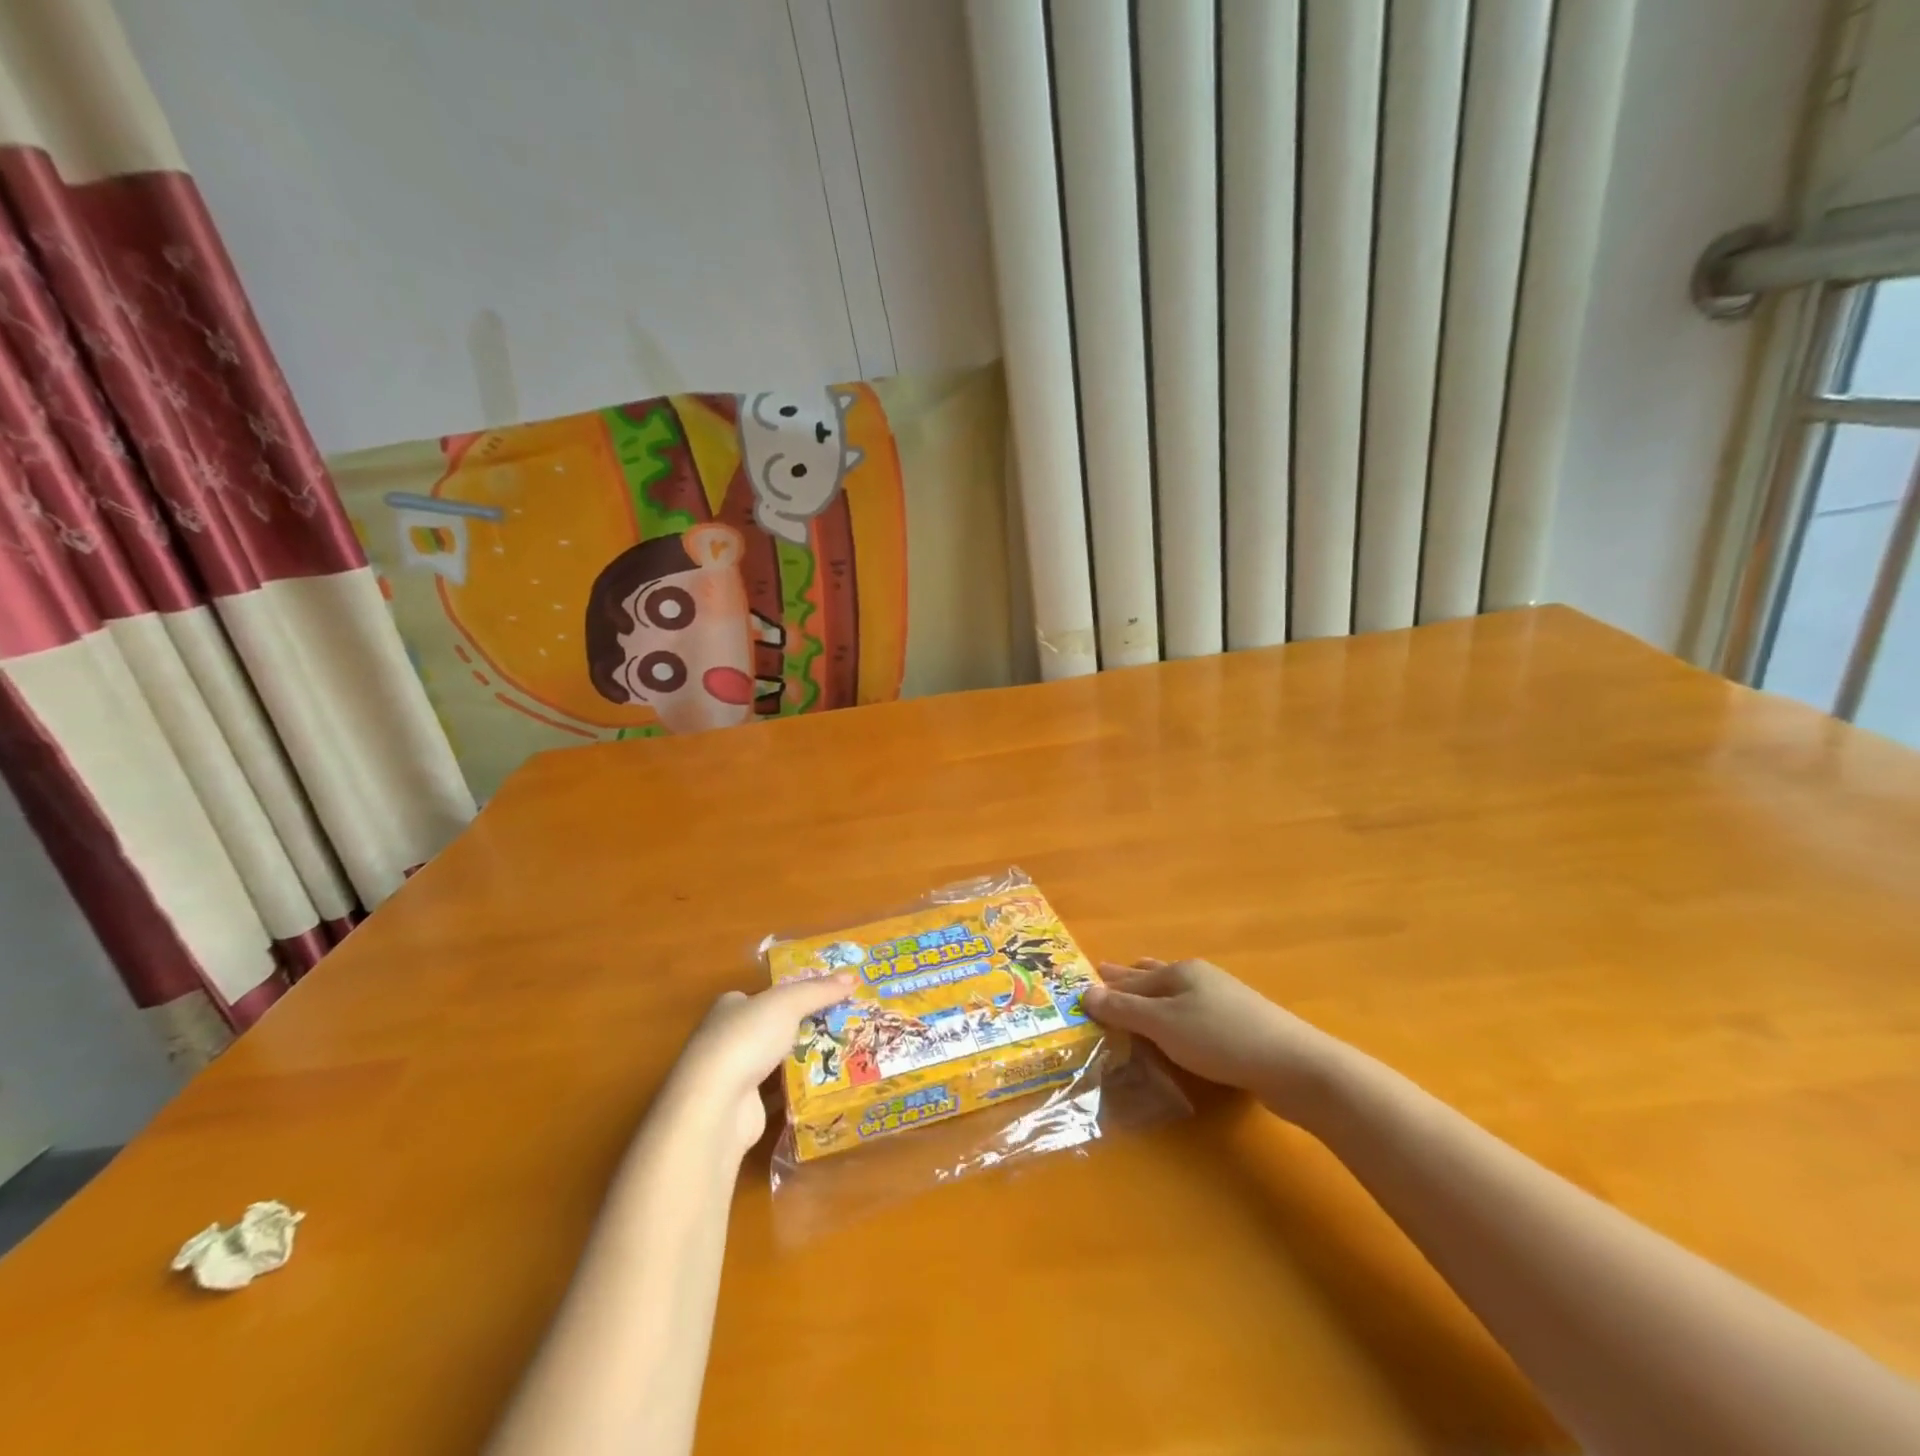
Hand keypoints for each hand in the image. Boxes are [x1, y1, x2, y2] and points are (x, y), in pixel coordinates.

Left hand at [660, 975, 853, 1158]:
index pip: (761, 995)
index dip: (790, 994)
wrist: (716, 1104)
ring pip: (773, 1060)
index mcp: (730, 1006)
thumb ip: (819, 990)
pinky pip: (776, 1092)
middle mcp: (725, 1037)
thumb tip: (853, 977)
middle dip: (799, 1027)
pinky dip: (795, 1089)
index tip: (823, 998)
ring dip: (799, 1059)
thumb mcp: (788, 1003)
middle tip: (838, 1025)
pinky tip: (822, 1086)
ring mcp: (731, 1074)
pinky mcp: (741, 1106)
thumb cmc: (747, 1039)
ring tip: (839, 1053)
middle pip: (769, 1027)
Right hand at [1083, 959, 1343, 1120]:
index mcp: (1180, 972)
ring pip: (1176, 994)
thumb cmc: (1220, 1039)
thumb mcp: (1163, 1025)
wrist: (1293, 1065)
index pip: (1133, 977)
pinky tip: (1175, 1029)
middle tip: (1104, 977)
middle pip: (1155, 977)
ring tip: (1136, 996)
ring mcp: (1223, 1001)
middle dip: (1129, 980)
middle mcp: (1200, 979)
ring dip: (1152, 997)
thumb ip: (1124, 1009)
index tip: (1085, 982)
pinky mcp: (1239, 1027)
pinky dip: (1173, 1017)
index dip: (1109, 982)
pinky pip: (1192, 1014)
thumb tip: (1085, 991)